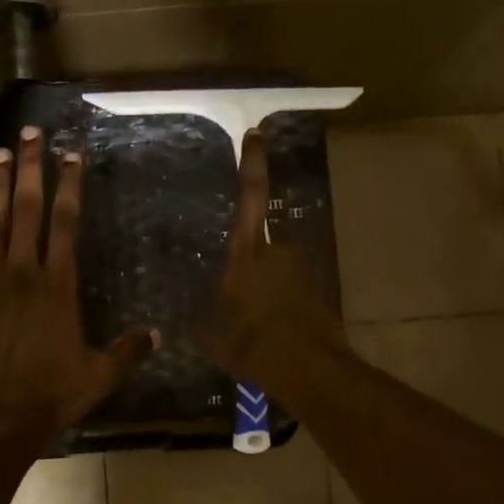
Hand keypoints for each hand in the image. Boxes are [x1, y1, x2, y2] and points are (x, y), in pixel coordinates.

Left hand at [0, 127, 157, 449]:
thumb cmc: (47, 397)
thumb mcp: (98, 376)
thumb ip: (127, 351)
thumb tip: (158, 335)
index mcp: (57, 286)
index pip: (65, 223)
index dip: (69, 185)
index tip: (71, 153)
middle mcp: (21, 272)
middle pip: (28, 209)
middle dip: (30, 168)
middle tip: (29, 133)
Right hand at [200, 129, 348, 395]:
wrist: (308, 369)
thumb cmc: (251, 344)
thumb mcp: (210, 334)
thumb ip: (200, 316)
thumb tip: (187, 313)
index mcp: (245, 253)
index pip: (250, 197)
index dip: (253, 164)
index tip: (257, 134)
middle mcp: (276, 252)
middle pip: (257, 245)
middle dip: (247, 268)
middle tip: (235, 303)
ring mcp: (300, 270)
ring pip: (274, 271)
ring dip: (264, 291)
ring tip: (253, 328)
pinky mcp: (316, 291)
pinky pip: (289, 292)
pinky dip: (280, 307)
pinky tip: (270, 335)